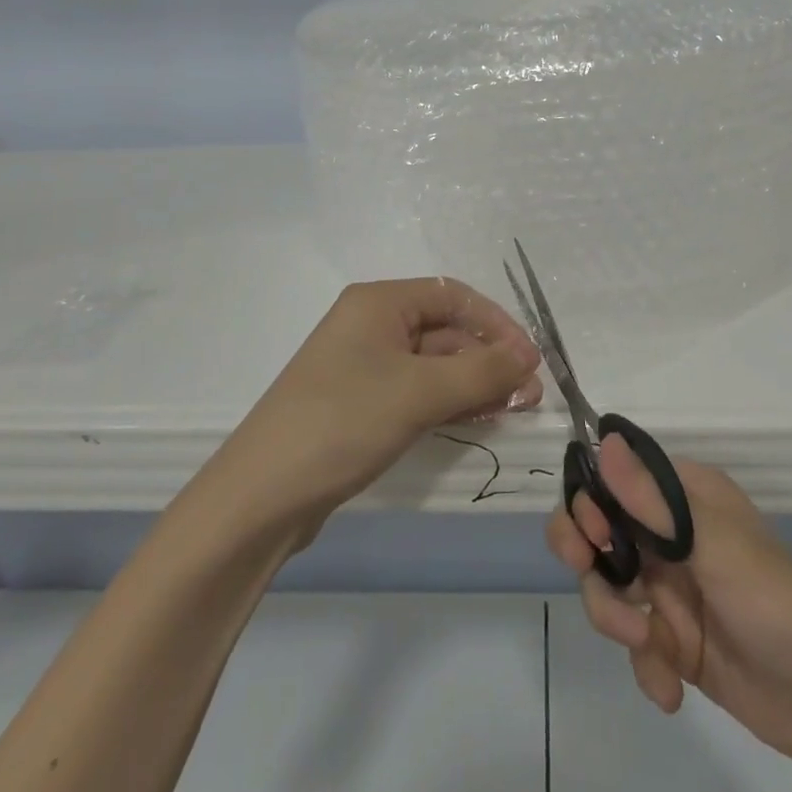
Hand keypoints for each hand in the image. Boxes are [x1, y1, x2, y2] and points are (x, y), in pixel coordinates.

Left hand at [219, 279, 542, 535]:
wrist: (262, 496)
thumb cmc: (343, 422)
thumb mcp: (419, 392)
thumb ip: (481, 371)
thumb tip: (528, 358)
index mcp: (378, 302)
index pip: (453, 296)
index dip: (496, 323)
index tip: (530, 359)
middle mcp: (371, 326)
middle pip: (445, 330)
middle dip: (489, 357)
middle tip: (529, 394)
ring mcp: (364, 367)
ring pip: (434, 365)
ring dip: (475, 382)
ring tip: (515, 409)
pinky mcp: (360, 405)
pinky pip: (417, 392)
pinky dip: (450, 402)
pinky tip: (479, 419)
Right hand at [547, 440, 791, 775]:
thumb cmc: (775, 601)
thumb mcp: (714, 544)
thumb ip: (653, 501)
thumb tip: (604, 441)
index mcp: (682, 497)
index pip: (615, 477)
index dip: (590, 499)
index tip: (592, 532)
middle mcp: (669, 534)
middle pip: (597, 528)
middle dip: (585, 554)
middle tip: (587, 570)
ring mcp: (669, 588)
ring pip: (606, 585)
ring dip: (615, 617)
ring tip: (649, 646)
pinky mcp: (672, 640)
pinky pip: (632, 641)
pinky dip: (644, 665)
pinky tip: (670, 688)